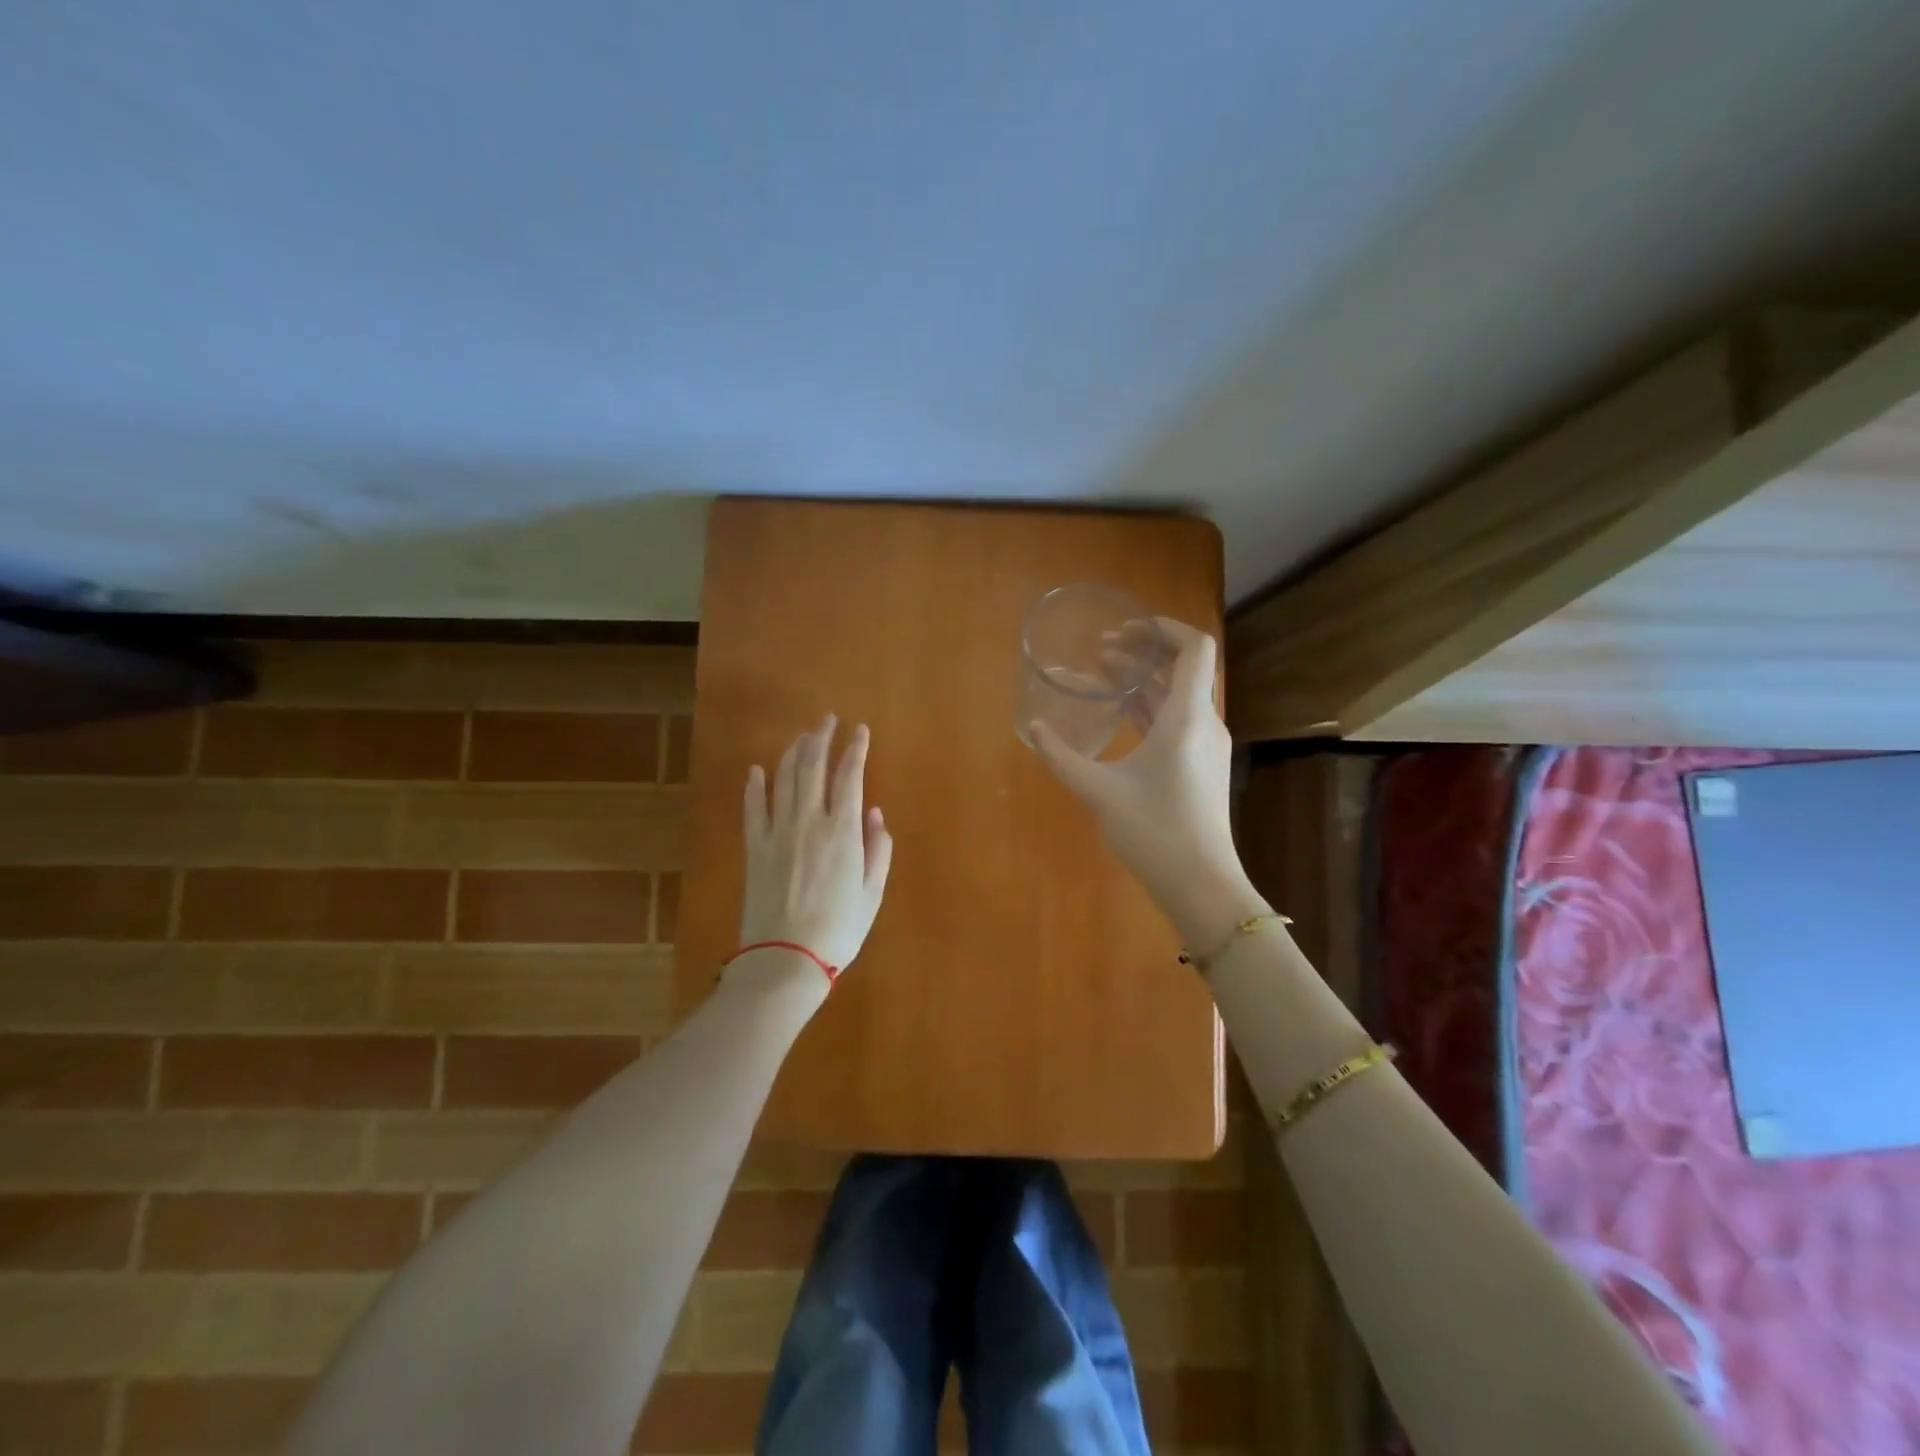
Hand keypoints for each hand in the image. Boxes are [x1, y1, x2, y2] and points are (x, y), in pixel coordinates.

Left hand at [738, 715, 893, 976]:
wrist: (785, 959)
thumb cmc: (838, 930)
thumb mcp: (872, 893)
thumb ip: (878, 849)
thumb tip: (874, 814)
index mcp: (843, 831)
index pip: (849, 775)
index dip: (855, 748)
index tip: (860, 730)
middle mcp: (809, 821)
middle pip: (812, 766)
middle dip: (821, 738)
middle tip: (827, 720)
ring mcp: (777, 831)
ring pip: (784, 779)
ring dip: (793, 752)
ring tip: (802, 736)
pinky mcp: (754, 847)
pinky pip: (753, 807)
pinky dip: (755, 785)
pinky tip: (756, 769)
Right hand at [1030, 618, 1264, 945]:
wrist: (1201, 884)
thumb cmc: (1154, 831)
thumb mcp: (1099, 791)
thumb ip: (1062, 757)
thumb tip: (1034, 729)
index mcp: (1187, 717)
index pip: (1194, 648)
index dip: (1164, 628)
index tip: (1127, 628)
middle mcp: (1204, 723)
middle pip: (1184, 668)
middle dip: (1144, 651)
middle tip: (1102, 649)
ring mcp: (1206, 746)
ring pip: (1180, 695)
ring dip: (1146, 679)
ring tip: (1104, 673)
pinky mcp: (1201, 766)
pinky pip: (1179, 719)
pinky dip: (1152, 706)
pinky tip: (1122, 713)